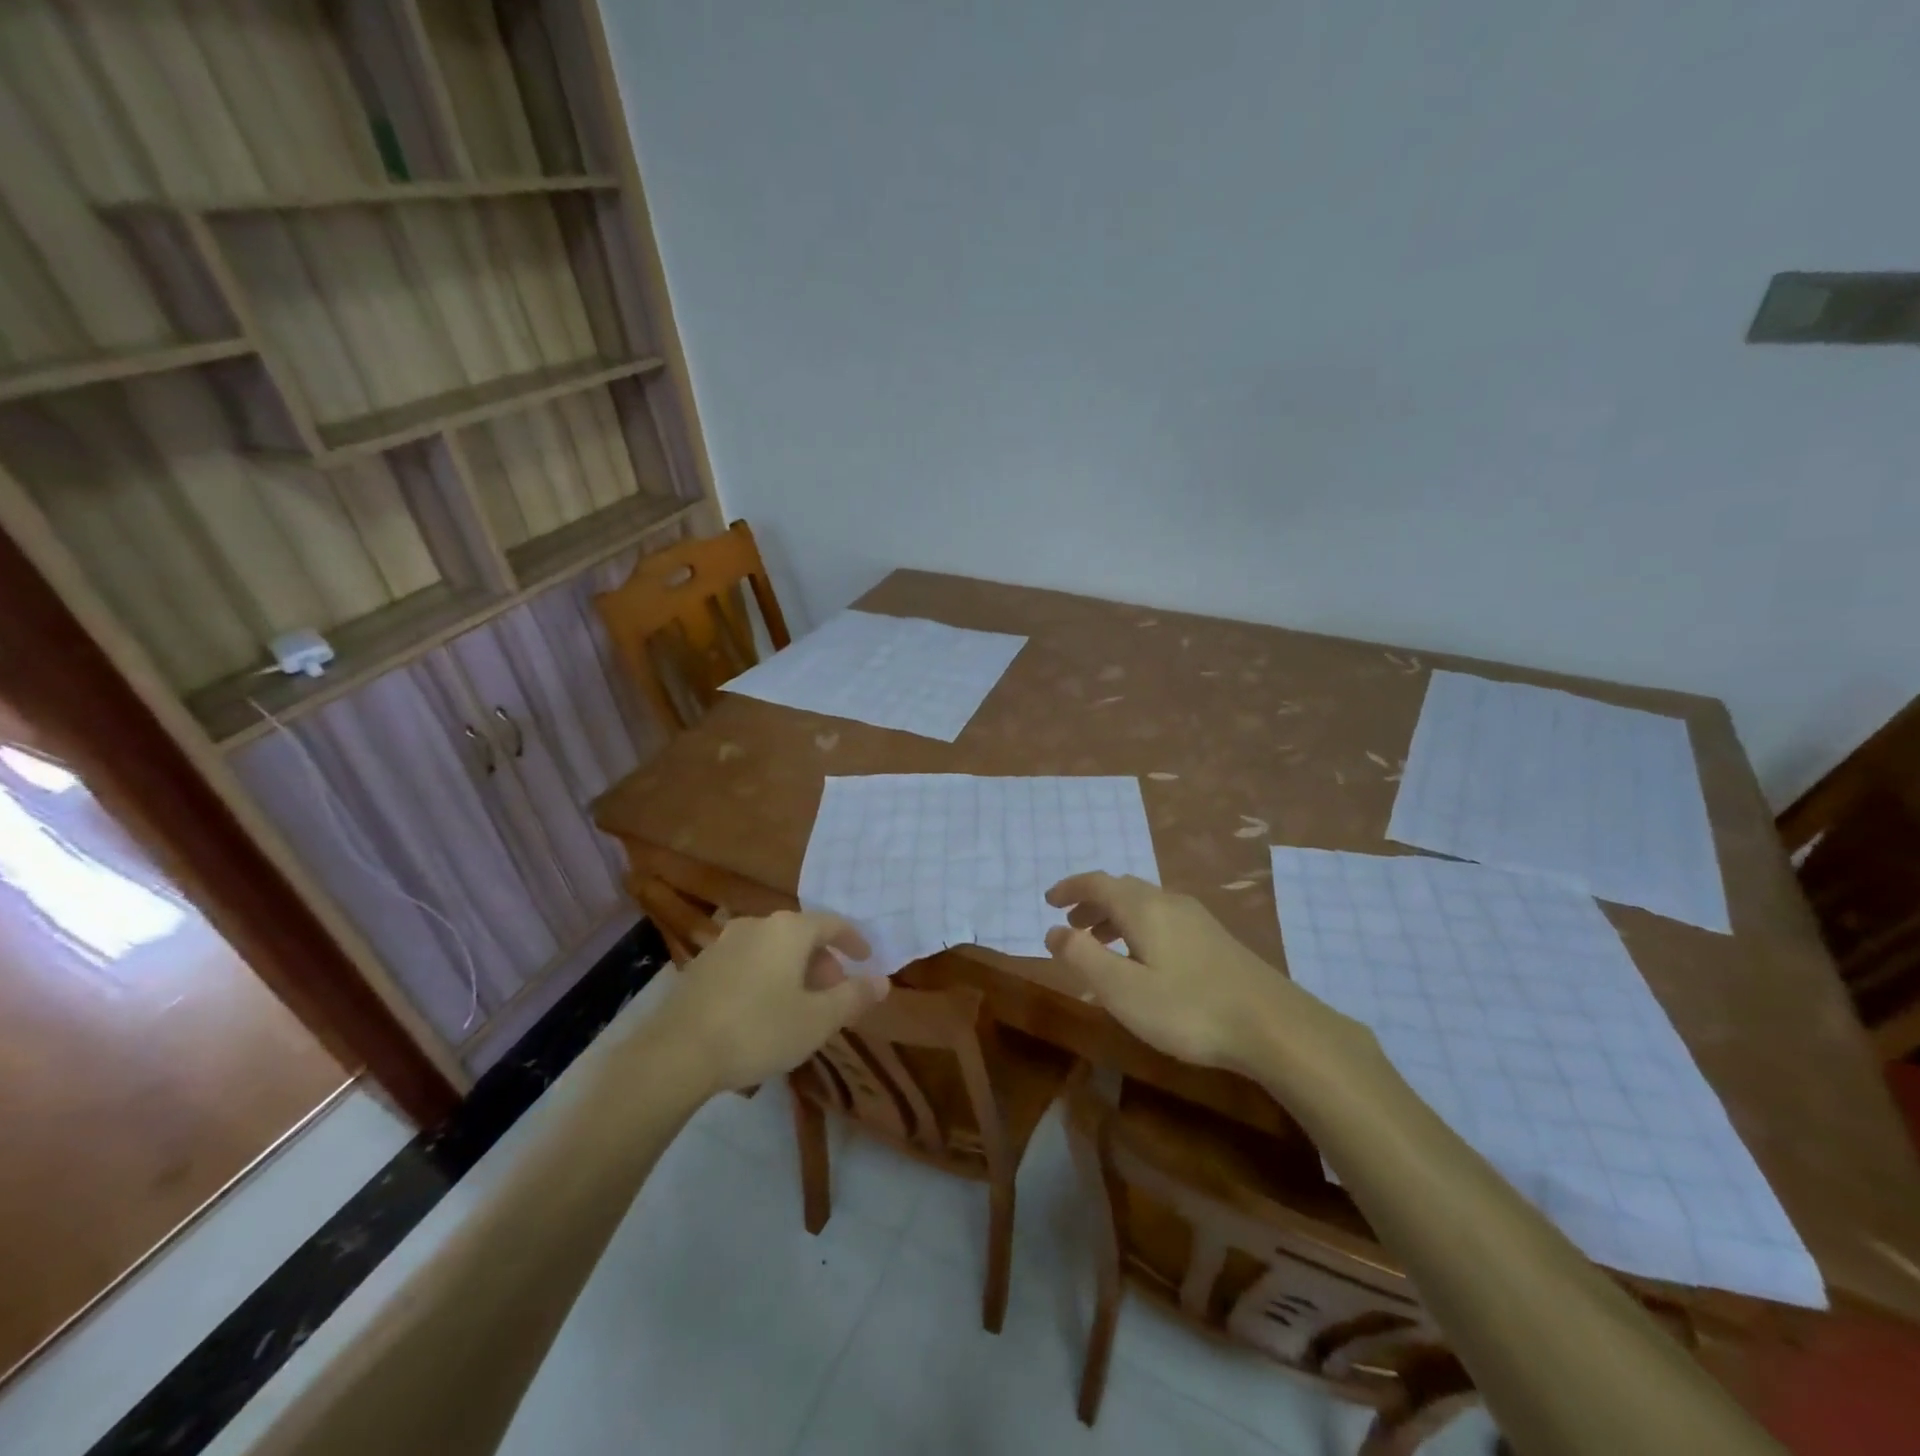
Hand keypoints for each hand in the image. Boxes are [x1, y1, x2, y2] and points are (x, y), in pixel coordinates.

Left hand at [662, 911, 888, 1092]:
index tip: (866, 960)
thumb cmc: (758, 1029)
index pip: (833, 923)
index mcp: (789, 929)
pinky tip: (762, 1011)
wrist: (676, 1053)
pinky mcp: (701, 965)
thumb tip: (882, 981)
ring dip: (793, 970)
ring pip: (773, 949)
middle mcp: (757, 924)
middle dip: (823, 962)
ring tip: (799, 1006)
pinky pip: (748, 962)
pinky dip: (765, 977)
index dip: (854, 941)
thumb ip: (853, 997)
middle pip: (802, 935)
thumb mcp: (817, 1020)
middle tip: (834, 995)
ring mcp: (724, 942)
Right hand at [1044, 872, 1325, 1073]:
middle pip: (1121, 889)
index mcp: (1142, 907)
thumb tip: (1053, 930)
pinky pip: (1162, 919)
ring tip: (1099, 945)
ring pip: (1144, 904)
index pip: (1097, 882)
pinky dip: (1138, 928)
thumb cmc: (1188, 1008)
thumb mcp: (1122, 989)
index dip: (1069, 888)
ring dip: (1114, 917)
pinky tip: (1143, 962)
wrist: (1273, 1025)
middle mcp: (1168, 902)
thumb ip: (1082, 957)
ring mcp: (1196, 918)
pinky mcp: (1214, 938)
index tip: (1048, 901)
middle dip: (1091, 903)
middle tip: (1070, 926)